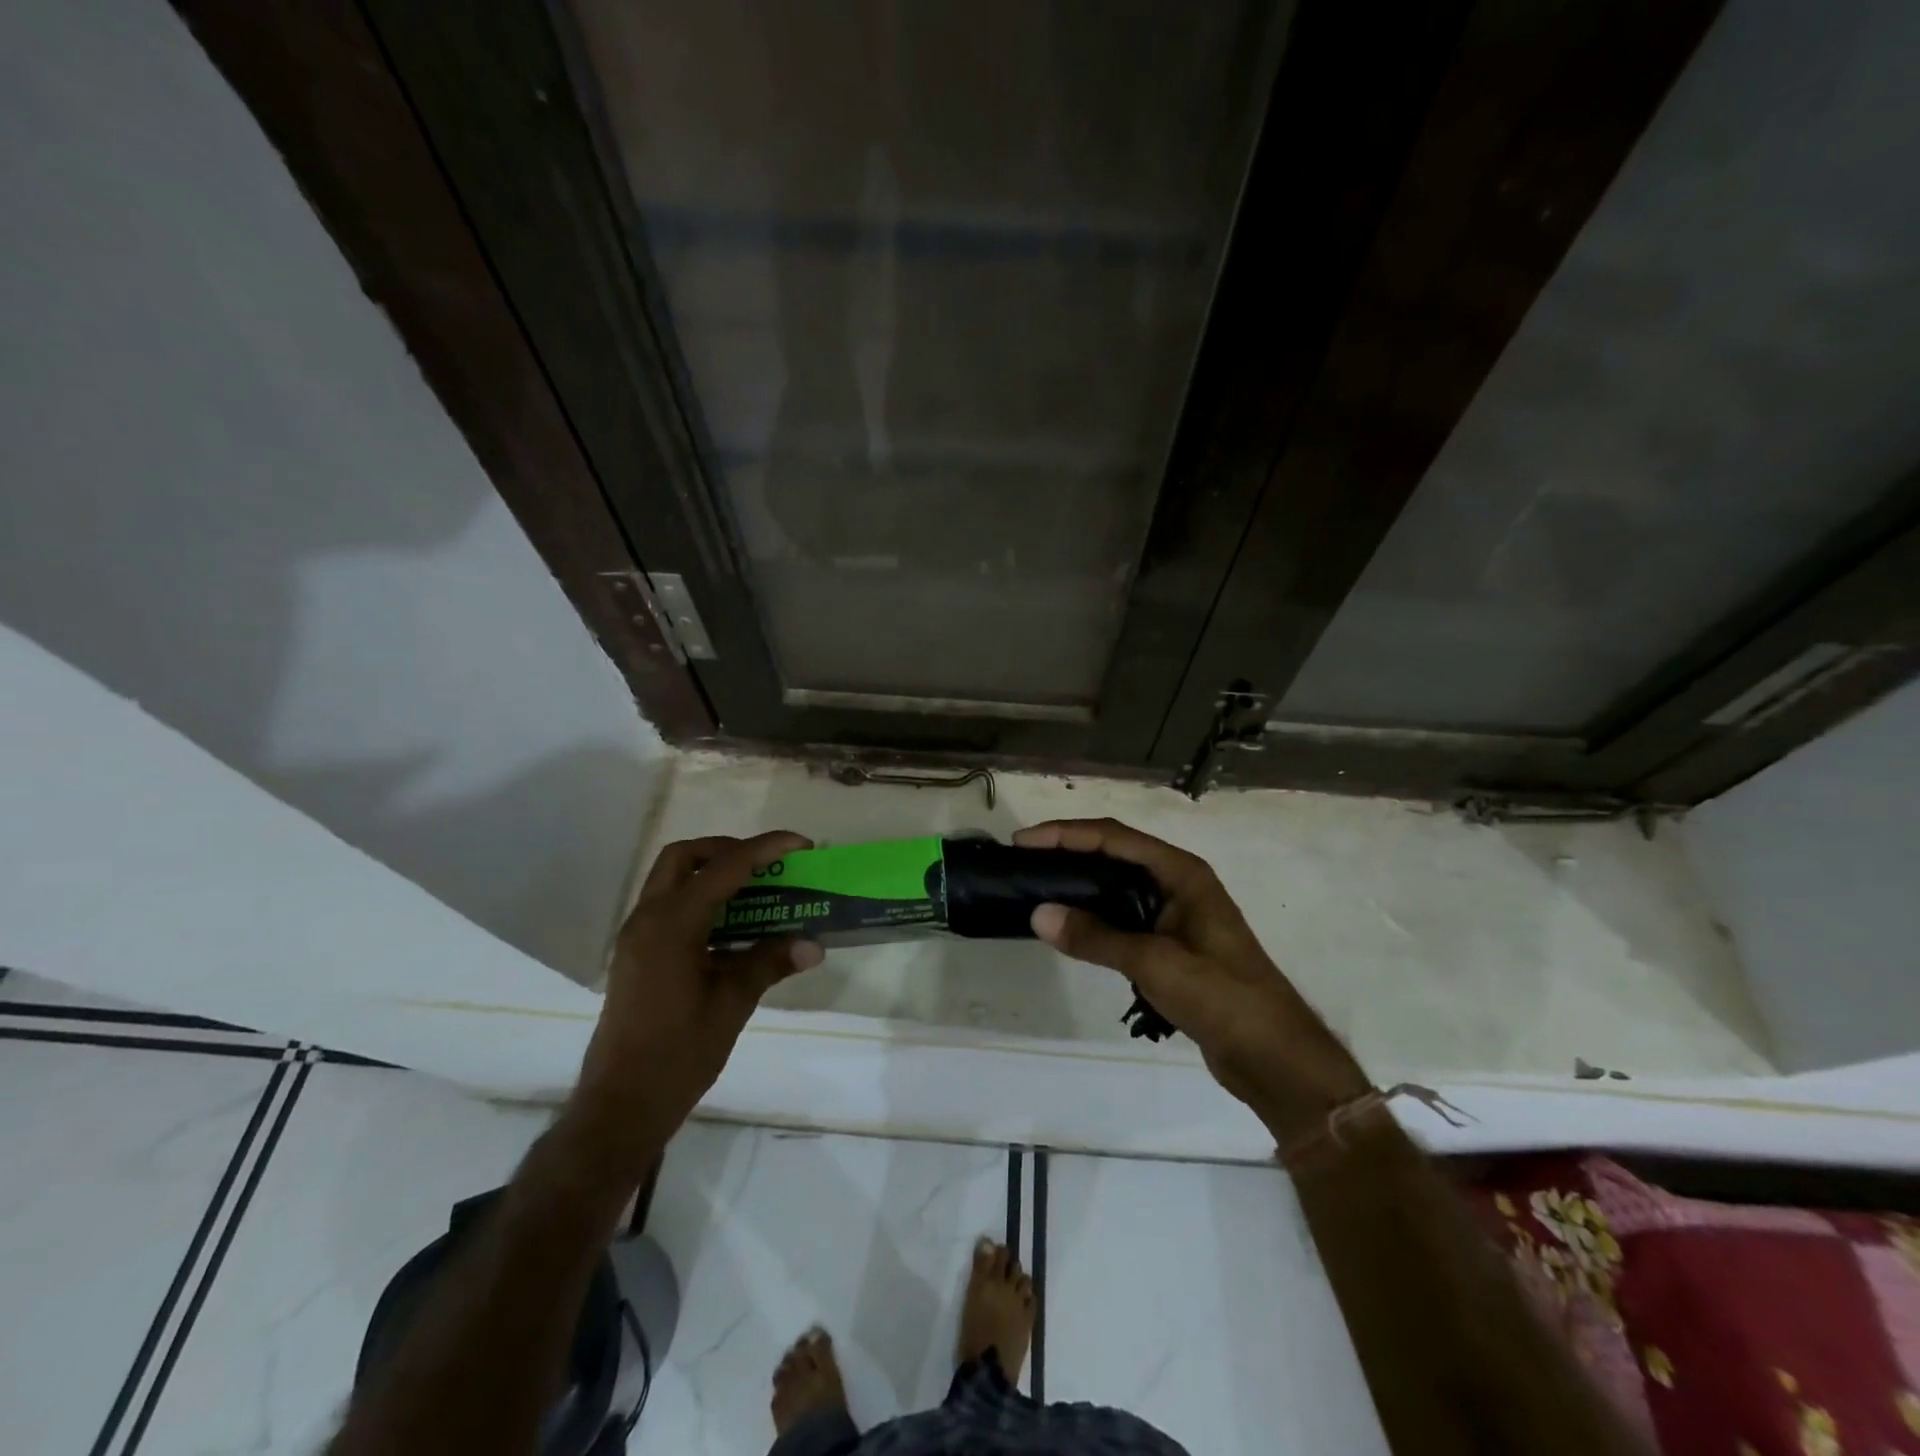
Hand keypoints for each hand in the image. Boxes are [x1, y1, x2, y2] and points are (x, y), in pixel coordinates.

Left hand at [572, 832, 823, 1157]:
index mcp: (672, 924)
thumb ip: (770, 963)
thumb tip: (814, 944)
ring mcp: (637, 937)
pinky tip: (733, 930)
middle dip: (728, 850)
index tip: (801, 844)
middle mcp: (648, 919)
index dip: (765, 849)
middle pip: (685, 857)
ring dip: (713, 875)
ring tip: (757, 893)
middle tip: (767, 866)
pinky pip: (670, 908)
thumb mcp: (732, 1004)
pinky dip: (701, 902)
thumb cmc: (678, 1054)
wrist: (621, 1105)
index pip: (724, 867)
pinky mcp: (637, 955)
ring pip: (673, 880)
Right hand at [1015, 818, 1369, 1138]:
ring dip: (1080, 882)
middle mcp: (1179, 883)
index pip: (1115, 838)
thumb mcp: (1155, 963)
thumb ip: (1096, 937)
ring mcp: (1176, 914)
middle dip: (1069, 851)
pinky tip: (1070, 925)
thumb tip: (1039, 913)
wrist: (1274, 1056)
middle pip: (1115, 853)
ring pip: (1118, 885)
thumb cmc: (1222, 997)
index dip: (1067, 834)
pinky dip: (1094, 914)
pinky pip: (1124, 916)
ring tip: (1038, 886)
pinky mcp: (1171, 944)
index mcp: (1182, 873)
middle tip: (1024, 861)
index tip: (1025, 841)